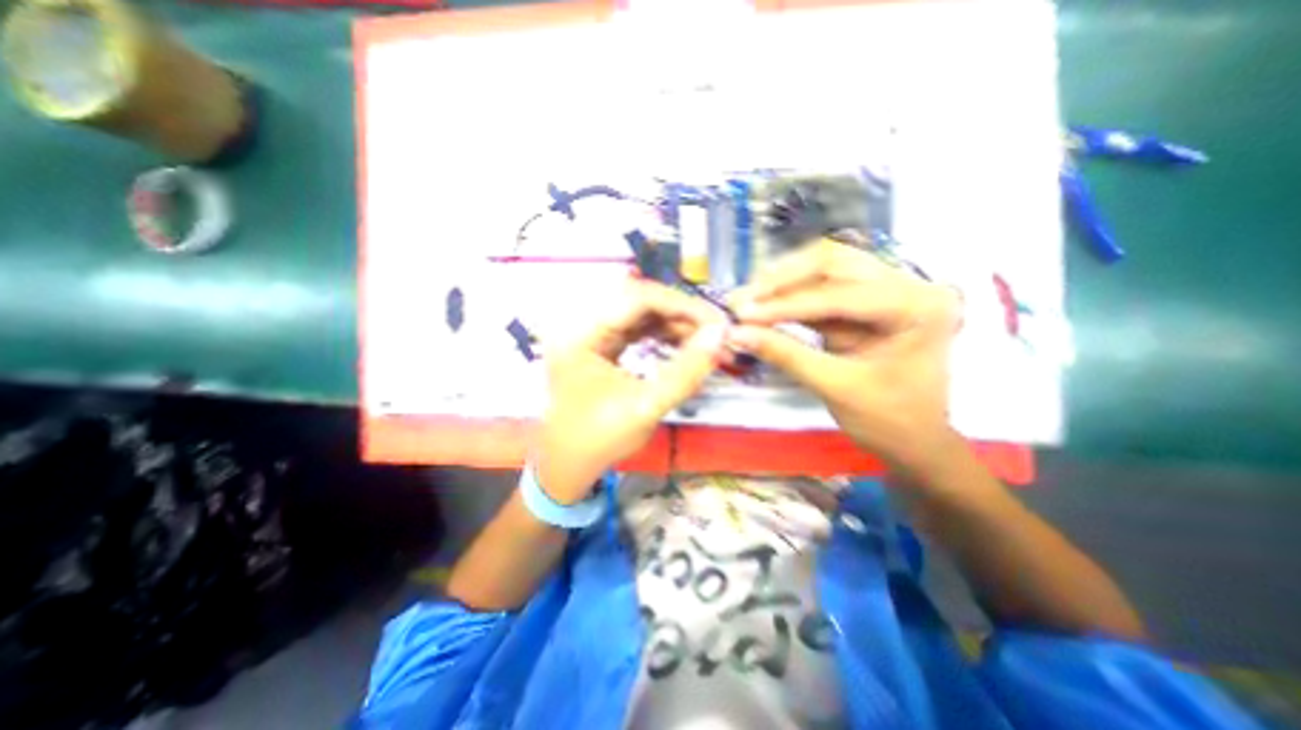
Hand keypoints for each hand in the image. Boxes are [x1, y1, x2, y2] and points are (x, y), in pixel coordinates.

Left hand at [535, 278, 727, 503]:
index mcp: (580, 335)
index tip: (714, 321)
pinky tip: (684, 343)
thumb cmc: (600, 440)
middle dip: (680, 313)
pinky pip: (635, 328)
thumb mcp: (646, 407)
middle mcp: (581, 325)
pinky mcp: (600, 345)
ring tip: (704, 338)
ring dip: (674, 323)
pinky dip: (662, 333)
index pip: (635, 298)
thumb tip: (720, 336)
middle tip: (713, 330)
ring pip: (639, 313)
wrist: (570, 465)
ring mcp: (590, 334)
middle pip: (638, 301)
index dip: (680, 305)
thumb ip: (686, 371)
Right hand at [728, 241, 957, 475]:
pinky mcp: (864, 302)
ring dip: (781, 284)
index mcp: (918, 307)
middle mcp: (907, 285)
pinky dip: (789, 298)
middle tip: (742, 299)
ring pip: (824, 269)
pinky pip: (820, 289)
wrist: (913, 440)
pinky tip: (763, 307)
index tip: (743, 314)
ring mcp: (886, 289)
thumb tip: (735, 333)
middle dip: (782, 279)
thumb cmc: (888, 420)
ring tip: (746, 301)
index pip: (841, 294)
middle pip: (834, 262)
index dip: (787, 304)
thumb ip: (785, 354)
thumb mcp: (835, 387)